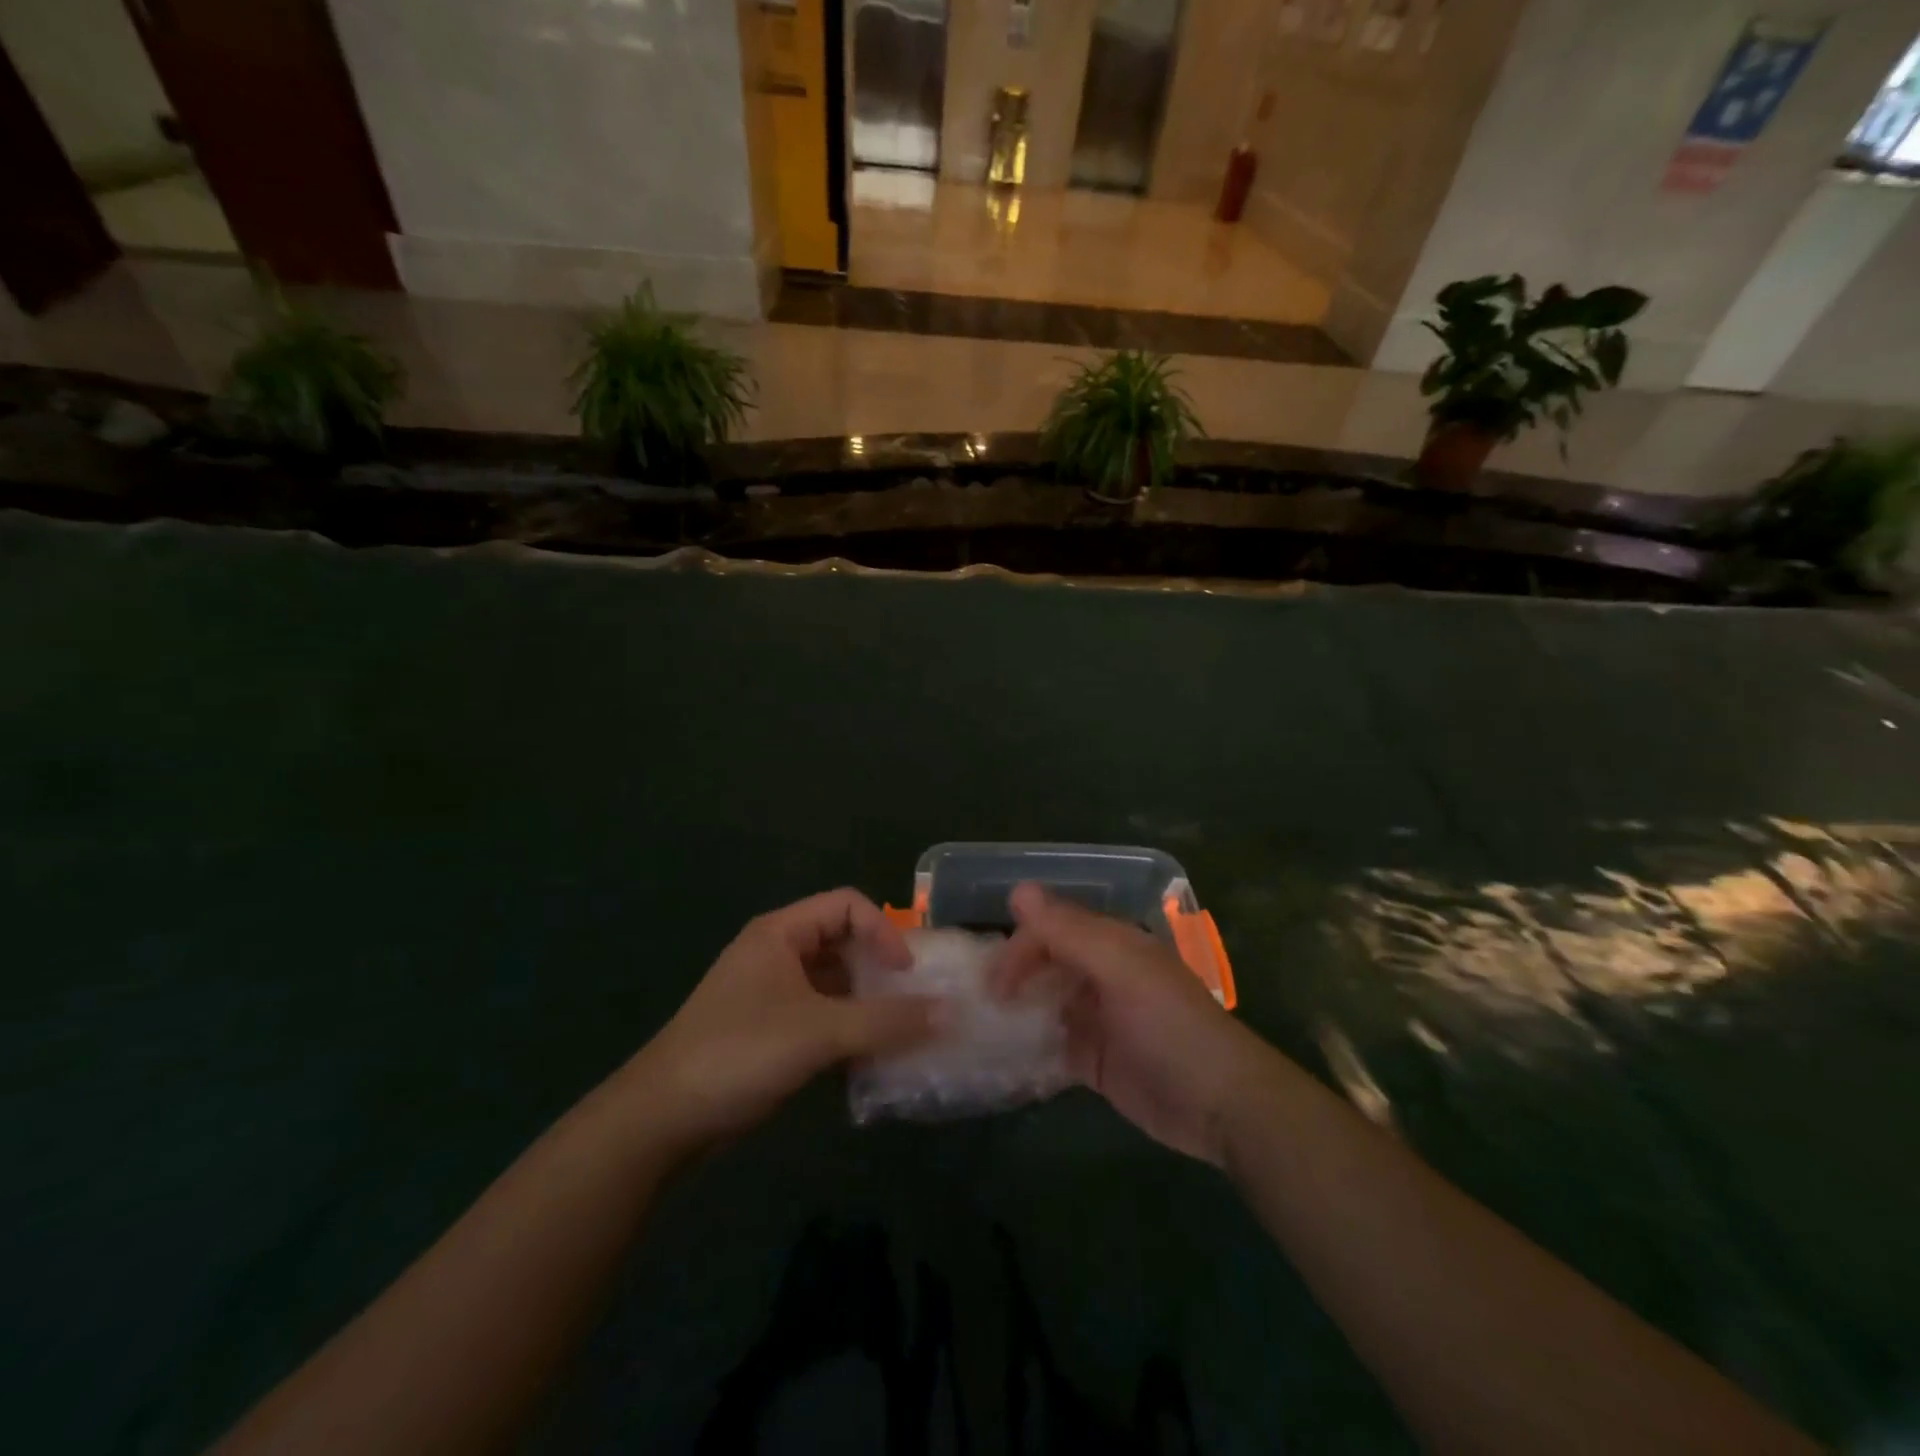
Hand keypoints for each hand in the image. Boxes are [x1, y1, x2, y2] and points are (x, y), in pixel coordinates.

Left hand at [625, 889, 940, 1153]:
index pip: (847, 905)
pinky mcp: (767, 1029)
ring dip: (866, 1003)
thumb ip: (884, 1021)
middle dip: (879, 968)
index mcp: (781, 933)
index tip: (906, 973)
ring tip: (899, 1032)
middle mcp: (776, 953)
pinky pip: (820, 1015)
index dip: (883, 930)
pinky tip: (867, 1058)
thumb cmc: (740, 1054)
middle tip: (914, 1000)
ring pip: (833, 983)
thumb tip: (948, 1012)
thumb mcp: (819, 1033)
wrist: (661, 1119)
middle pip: (842, 942)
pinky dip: (846, 1029)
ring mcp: (770, 993)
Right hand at [994, 882, 1265, 1164]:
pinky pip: (1050, 1047)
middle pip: (1043, 965)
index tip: (993, 984)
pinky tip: (1002, 1060)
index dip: (1019, 949)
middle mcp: (1099, 976)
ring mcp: (1095, 1019)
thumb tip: (1018, 890)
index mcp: (1109, 945)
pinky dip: (1027, 1049)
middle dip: (1010, 979)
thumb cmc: (1169, 1026)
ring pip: (1043, 1004)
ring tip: (980, 1031)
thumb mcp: (1120, 969)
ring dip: (1014, 1014)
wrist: (1220, 1104)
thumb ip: (1069, 931)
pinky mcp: (1092, 1061)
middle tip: (978, 1007)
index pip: (1051, 930)